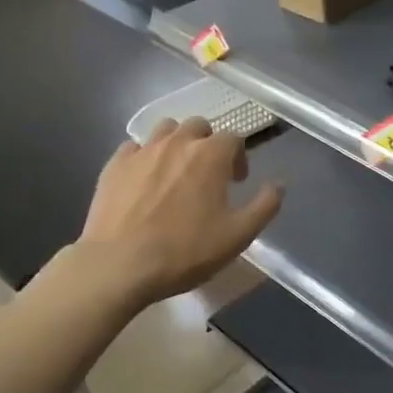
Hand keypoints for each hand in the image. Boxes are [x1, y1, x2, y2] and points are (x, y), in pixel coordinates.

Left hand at [79, 117, 284, 306]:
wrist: (119, 265)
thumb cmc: (185, 252)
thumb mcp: (238, 236)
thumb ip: (264, 206)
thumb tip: (278, 185)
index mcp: (210, 155)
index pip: (233, 138)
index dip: (239, 158)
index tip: (236, 183)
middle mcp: (177, 142)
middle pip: (199, 126)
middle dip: (208, 144)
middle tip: (208, 175)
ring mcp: (142, 151)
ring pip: (165, 130)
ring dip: (177, 144)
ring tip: (176, 173)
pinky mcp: (114, 164)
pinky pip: (134, 148)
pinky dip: (144, 157)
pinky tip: (144, 181)